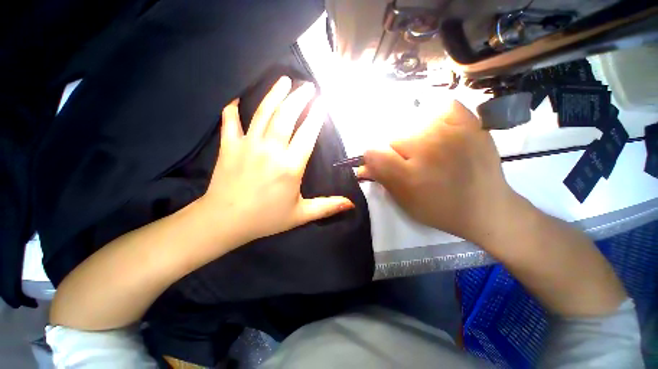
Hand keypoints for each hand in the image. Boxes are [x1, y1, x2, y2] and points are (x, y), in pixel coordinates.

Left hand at [198, 76, 353, 245]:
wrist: (225, 221)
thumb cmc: (266, 218)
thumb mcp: (301, 215)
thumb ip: (327, 206)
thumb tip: (351, 204)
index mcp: (290, 166)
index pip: (307, 134)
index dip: (316, 116)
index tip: (323, 103)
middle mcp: (271, 150)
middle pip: (287, 116)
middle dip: (299, 98)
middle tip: (308, 87)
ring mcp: (248, 145)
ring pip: (264, 113)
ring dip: (275, 94)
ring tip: (284, 80)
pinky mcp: (229, 146)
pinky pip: (230, 120)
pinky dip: (233, 107)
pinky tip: (238, 98)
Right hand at [358, 100, 520, 245]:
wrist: (486, 207)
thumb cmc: (440, 209)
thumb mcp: (404, 201)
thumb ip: (382, 180)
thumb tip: (362, 166)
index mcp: (410, 175)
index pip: (373, 152)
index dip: (374, 158)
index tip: (383, 164)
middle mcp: (428, 150)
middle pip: (393, 137)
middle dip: (396, 151)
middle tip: (412, 163)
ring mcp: (451, 133)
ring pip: (413, 123)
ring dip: (415, 137)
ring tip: (430, 151)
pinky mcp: (470, 123)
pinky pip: (441, 107)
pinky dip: (436, 117)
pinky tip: (441, 132)